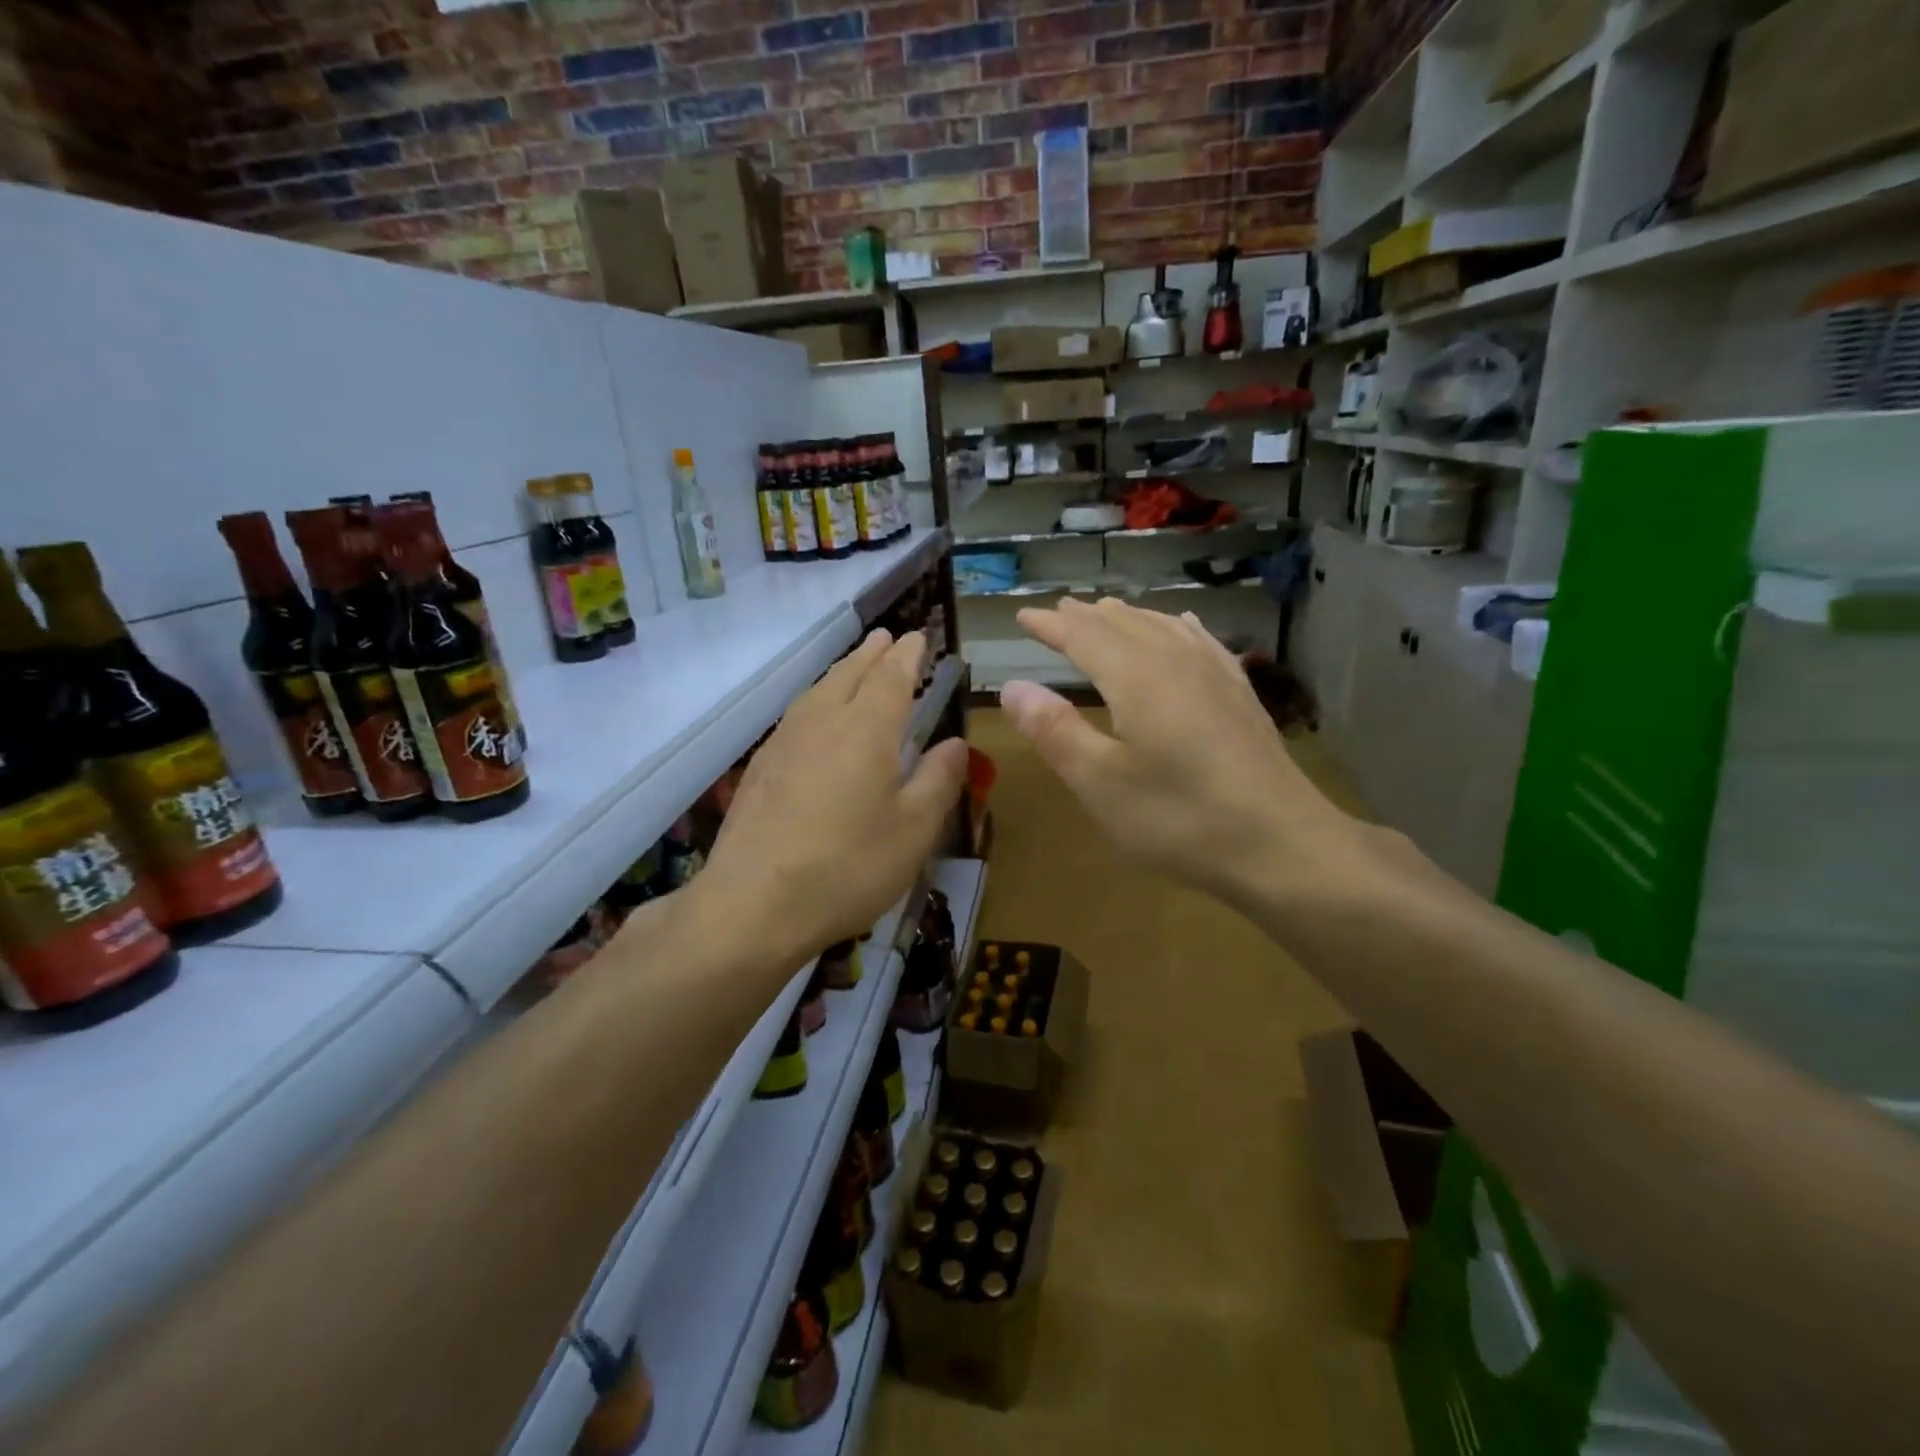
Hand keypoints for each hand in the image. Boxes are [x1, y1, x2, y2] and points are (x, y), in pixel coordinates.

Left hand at [698, 629, 967, 967]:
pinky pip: (797, 714)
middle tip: (888, 638)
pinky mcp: (760, 767)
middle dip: (873, 654)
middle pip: (850, 674)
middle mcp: (823, 722)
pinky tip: (816, 718)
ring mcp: (784, 742)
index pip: (892, 677)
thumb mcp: (913, 831)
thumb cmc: (847, 867)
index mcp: (866, 730)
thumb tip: (955, 744)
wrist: (752, 904)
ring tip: (856, 666)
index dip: (908, 655)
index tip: (918, 637)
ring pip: (818, 690)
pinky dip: (817, 699)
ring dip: (842, 671)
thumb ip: (938, 781)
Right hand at [1001, 598, 1375, 910]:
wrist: (1281, 844)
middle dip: (1087, 616)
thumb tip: (1012, 687)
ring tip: (1107, 611)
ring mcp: (1215, 675)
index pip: (1083, 636)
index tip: (1023, 615)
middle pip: (1124, 624)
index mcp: (1136, 677)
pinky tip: (1182, 626)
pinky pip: (1202, 642)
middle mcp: (1175, 661)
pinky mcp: (1240, 696)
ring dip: (1128, 618)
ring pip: (1163, 627)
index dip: (1050, 625)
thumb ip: (1055, 731)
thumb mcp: (1100, 783)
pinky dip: (1178, 628)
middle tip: (1060, 610)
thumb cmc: (1179, 818)